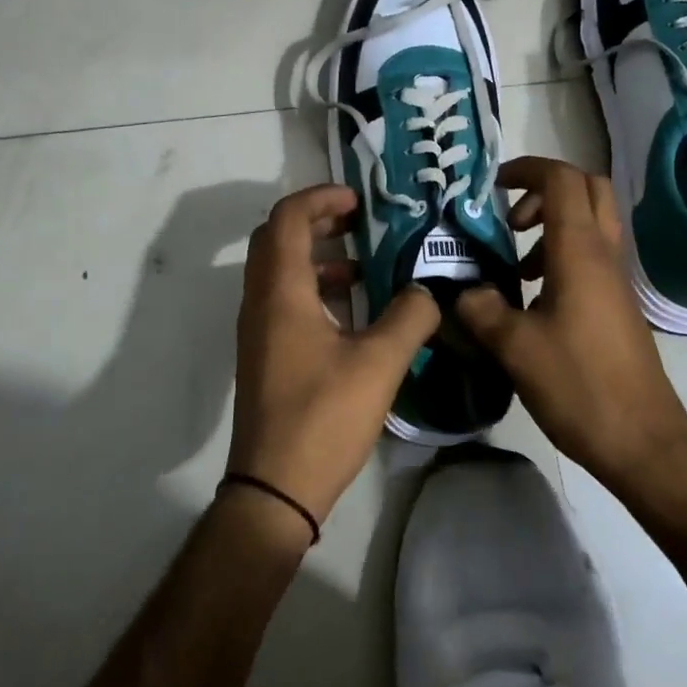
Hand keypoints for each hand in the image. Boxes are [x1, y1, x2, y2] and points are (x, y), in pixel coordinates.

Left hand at [228, 184, 440, 529]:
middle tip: (359, 221)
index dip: (320, 197)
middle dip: (317, 219)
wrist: (274, 488)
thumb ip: (410, 316)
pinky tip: (352, 311)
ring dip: (317, 255)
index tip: (358, 200)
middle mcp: (260, 302)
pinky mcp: (264, 353)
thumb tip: (429, 290)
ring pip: (279, 269)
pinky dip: (313, 287)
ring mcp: (257, 329)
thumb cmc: (324, 417)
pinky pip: (283, 299)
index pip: (287, 218)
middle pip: (277, 238)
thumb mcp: (379, 363)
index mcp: (281, 292)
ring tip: (363, 265)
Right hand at [456, 157, 686, 494]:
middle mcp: (604, 254)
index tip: (491, 186)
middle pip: (587, 188)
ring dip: (552, 224)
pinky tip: (533, 297)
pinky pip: (591, 255)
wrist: (643, 442)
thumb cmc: (579, 386)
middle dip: (544, 189)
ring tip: (515, 262)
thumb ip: (480, 309)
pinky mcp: (617, 304)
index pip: (561, 179)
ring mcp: (616, 279)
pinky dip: (562, 254)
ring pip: (591, 222)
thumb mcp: (515, 348)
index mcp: (580, 251)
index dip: (526, 169)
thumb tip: (461, 291)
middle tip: (510, 217)